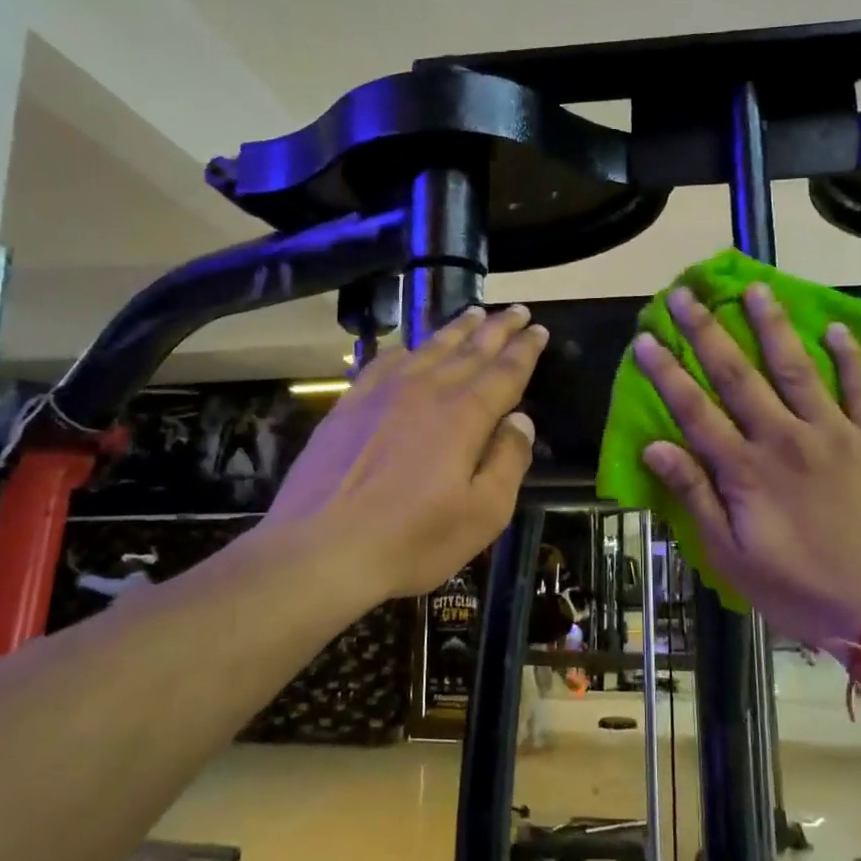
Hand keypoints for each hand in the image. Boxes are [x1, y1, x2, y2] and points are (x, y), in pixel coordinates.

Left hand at [262, 304, 547, 603]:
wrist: (319, 550)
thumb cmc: (411, 540)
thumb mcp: (483, 514)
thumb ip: (508, 461)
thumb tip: (521, 420)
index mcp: (464, 416)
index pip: (505, 371)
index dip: (525, 349)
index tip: (540, 329)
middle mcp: (426, 391)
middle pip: (471, 350)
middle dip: (498, 328)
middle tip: (518, 310)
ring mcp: (382, 394)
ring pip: (429, 348)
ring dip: (457, 329)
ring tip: (475, 312)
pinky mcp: (348, 405)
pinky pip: (385, 362)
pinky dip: (407, 348)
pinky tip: (411, 348)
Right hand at [634, 284, 860, 659]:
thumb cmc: (800, 590)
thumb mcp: (732, 557)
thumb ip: (695, 497)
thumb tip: (654, 446)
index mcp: (745, 469)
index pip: (694, 409)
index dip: (666, 372)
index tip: (646, 337)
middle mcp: (784, 438)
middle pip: (737, 374)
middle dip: (707, 331)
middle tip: (685, 294)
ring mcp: (833, 433)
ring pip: (795, 367)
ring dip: (772, 325)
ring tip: (756, 288)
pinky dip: (850, 356)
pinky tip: (836, 326)